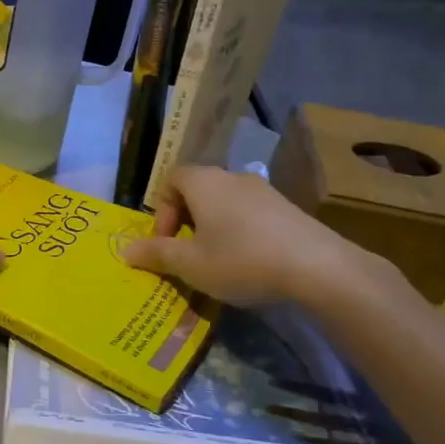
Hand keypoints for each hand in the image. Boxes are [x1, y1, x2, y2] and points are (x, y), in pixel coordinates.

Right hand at [120, 166, 388, 306]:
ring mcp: (264, 190)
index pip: (171, 178)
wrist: (317, 266)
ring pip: (225, 202)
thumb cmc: (241, 259)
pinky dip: (241, 232)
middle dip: (186, 220)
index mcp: (204, 182)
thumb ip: (157, 254)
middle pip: (198, 189)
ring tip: (218, 261)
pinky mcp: (288, 208)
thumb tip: (127, 250)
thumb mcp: (191, 264)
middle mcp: (232, 176)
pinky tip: (250, 262)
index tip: (167, 243)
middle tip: (188, 254)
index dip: (162, 210)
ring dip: (214, 227)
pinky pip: (251, 213)